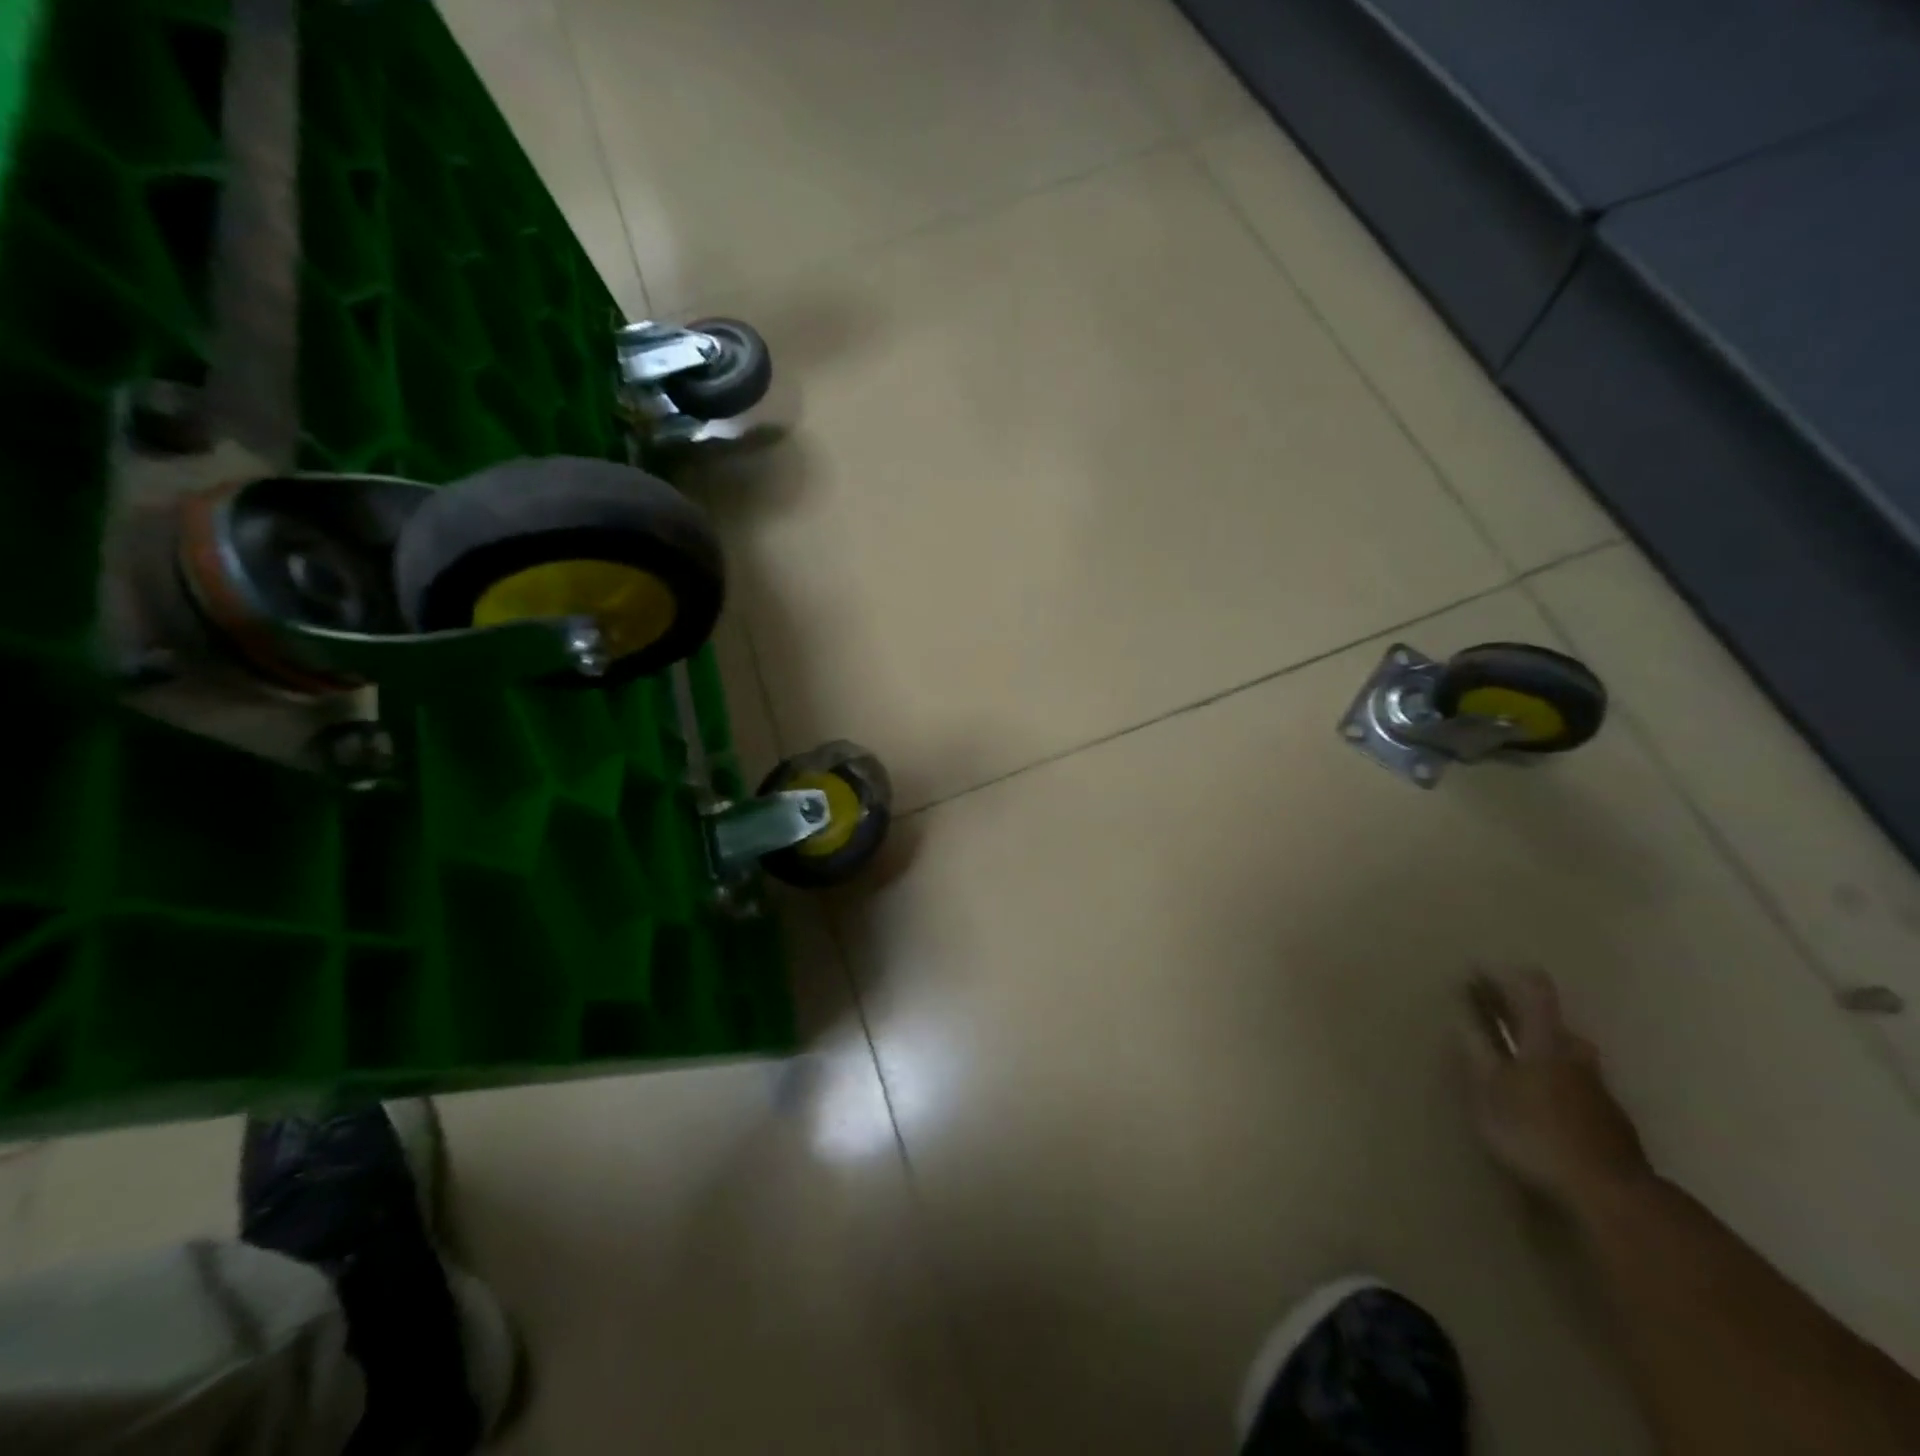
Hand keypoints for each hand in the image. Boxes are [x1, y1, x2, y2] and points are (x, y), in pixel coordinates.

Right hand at [1464, 969, 1652, 1211]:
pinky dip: (1557, 1083)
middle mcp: (1576, 1056)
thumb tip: (1462, 1021)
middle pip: (1554, 1024)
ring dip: (1542, 1051)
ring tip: (1517, 1065)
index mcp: (1545, 1042)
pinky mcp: (1611, 1121)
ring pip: (1569, 1056)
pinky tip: (1543, 1104)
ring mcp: (1599, 1090)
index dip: (1508, 977)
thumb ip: (1477, 1055)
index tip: (1480, 972)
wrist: (1612, 1194)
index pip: (1534, 991)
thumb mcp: (1488, 1093)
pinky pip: (1578, 1087)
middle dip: (1524, 1018)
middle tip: (1495, 1020)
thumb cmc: (1536, 1133)